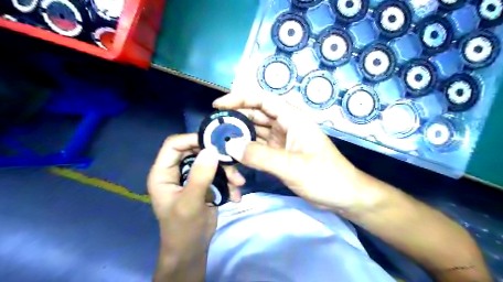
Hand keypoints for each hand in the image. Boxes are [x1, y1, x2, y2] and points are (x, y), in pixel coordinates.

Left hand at [147, 134, 245, 281]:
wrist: (192, 249)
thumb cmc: (183, 229)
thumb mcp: (190, 203)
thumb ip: (200, 176)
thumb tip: (211, 149)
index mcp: (163, 173)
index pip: (174, 145)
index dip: (192, 139)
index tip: (214, 142)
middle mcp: (177, 171)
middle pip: (197, 151)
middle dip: (216, 157)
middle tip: (233, 163)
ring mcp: (193, 177)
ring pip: (211, 162)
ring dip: (227, 171)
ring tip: (238, 183)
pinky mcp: (205, 183)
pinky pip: (219, 174)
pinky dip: (229, 182)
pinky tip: (235, 195)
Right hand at [212, 92, 376, 211]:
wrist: (343, 196)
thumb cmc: (325, 176)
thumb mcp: (292, 166)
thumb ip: (261, 156)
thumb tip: (230, 145)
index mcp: (292, 119)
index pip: (262, 100)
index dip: (240, 99)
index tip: (218, 106)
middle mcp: (285, 126)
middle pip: (255, 116)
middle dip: (235, 120)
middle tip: (213, 129)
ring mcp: (281, 141)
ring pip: (255, 133)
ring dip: (239, 138)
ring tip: (219, 144)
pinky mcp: (280, 155)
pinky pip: (258, 149)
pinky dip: (247, 152)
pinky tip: (235, 158)